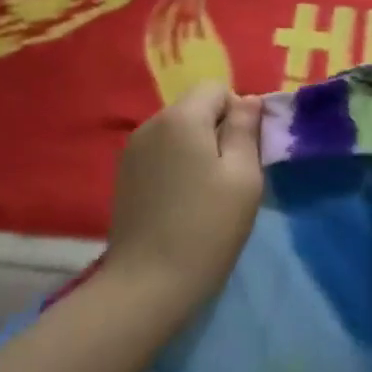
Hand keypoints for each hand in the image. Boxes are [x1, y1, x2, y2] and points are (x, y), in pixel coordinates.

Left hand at [103, 82, 263, 320]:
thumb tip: (248, 100)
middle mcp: (151, 124)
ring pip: (176, 132)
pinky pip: (159, 154)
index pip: (216, 88)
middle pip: (194, 108)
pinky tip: (180, 203)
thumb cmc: (207, 228)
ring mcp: (132, 150)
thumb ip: (246, 130)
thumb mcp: (243, 177)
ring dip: (196, 150)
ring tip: (205, 194)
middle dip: (217, 131)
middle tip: (230, 178)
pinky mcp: (123, 175)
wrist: (148, 282)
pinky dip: (175, 167)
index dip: (238, 113)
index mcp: (181, 117)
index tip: (245, 154)